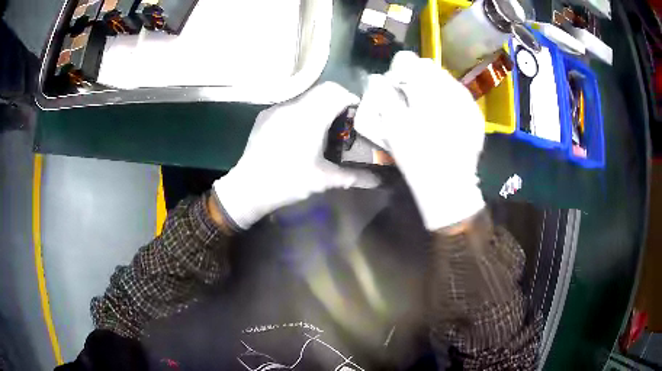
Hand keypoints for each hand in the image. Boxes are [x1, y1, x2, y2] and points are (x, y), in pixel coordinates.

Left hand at [213, 82, 379, 229]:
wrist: (247, 188)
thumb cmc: (287, 182)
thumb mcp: (323, 180)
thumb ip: (354, 177)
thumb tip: (379, 181)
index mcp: (309, 117)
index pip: (337, 92)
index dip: (353, 99)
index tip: (360, 115)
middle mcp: (293, 106)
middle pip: (324, 89)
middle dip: (339, 100)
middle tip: (347, 121)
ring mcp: (277, 108)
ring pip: (307, 95)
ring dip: (321, 104)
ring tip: (327, 126)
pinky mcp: (266, 115)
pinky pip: (292, 104)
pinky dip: (304, 110)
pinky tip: (303, 131)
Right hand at [355, 52, 485, 230]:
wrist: (450, 185)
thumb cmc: (417, 155)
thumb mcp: (392, 124)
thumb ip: (383, 95)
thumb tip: (378, 79)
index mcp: (427, 86)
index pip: (407, 60)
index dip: (396, 72)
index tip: (394, 89)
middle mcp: (450, 86)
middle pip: (428, 67)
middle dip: (415, 78)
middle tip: (409, 101)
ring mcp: (467, 100)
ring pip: (444, 80)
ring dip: (432, 89)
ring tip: (427, 111)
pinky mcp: (475, 114)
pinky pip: (458, 96)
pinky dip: (447, 101)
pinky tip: (443, 120)